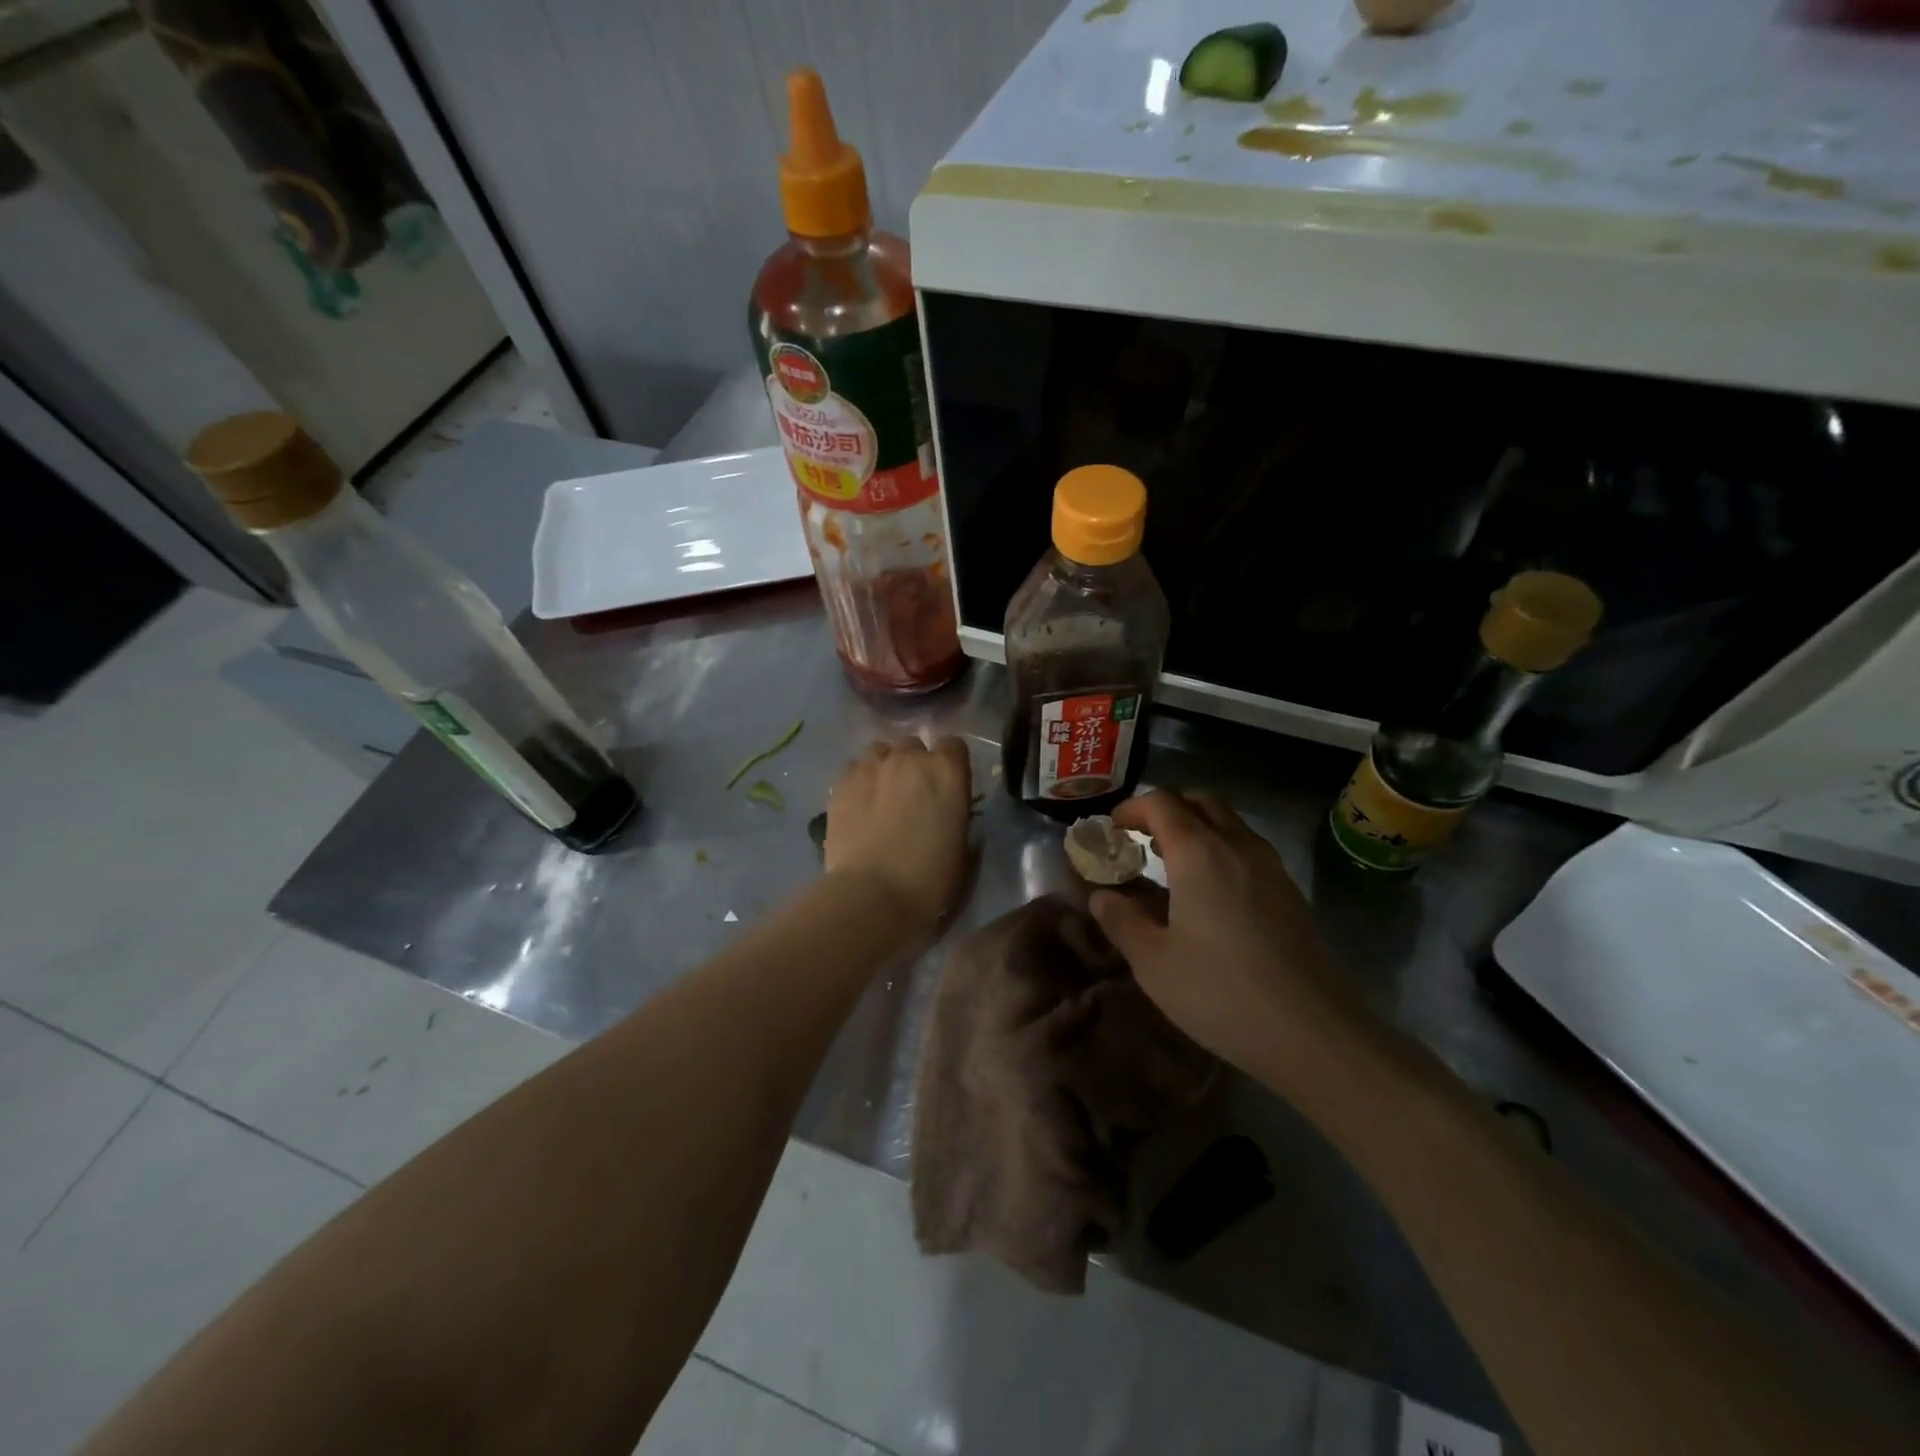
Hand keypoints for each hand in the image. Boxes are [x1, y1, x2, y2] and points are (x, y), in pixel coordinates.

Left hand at [825, 736, 972, 932]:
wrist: (872, 894)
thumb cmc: (929, 878)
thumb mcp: (961, 846)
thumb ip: (954, 813)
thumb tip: (946, 809)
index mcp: (947, 772)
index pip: (954, 746)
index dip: (950, 763)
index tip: (946, 785)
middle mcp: (910, 758)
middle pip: (914, 746)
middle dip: (914, 764)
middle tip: (911, 795)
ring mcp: (872, 766)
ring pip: (880, 751)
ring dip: (885, 767)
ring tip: (881, 795)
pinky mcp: (842, 781)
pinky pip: (854, 767)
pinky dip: (859, 779)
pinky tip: (858, 803)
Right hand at [1088, 790, 1366, 1088]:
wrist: (1315, 1033)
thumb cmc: (1221, 993)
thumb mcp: (1153, 963)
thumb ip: (1121, 921)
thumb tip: (1101, 897)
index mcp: (1199, 853)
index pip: (1162, 803)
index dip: (1132, 808)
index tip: (1112, 829)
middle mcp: (1238, 847)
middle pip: (1201, 802)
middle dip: (1168, 809)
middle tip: (1142, 838)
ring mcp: (1271, 868)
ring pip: (1230, 823)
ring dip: (1198, 827)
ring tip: (1172, 864)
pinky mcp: (1290, 894)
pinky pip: (1249, 849)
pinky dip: (1222, 850)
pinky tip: (1211, 894)